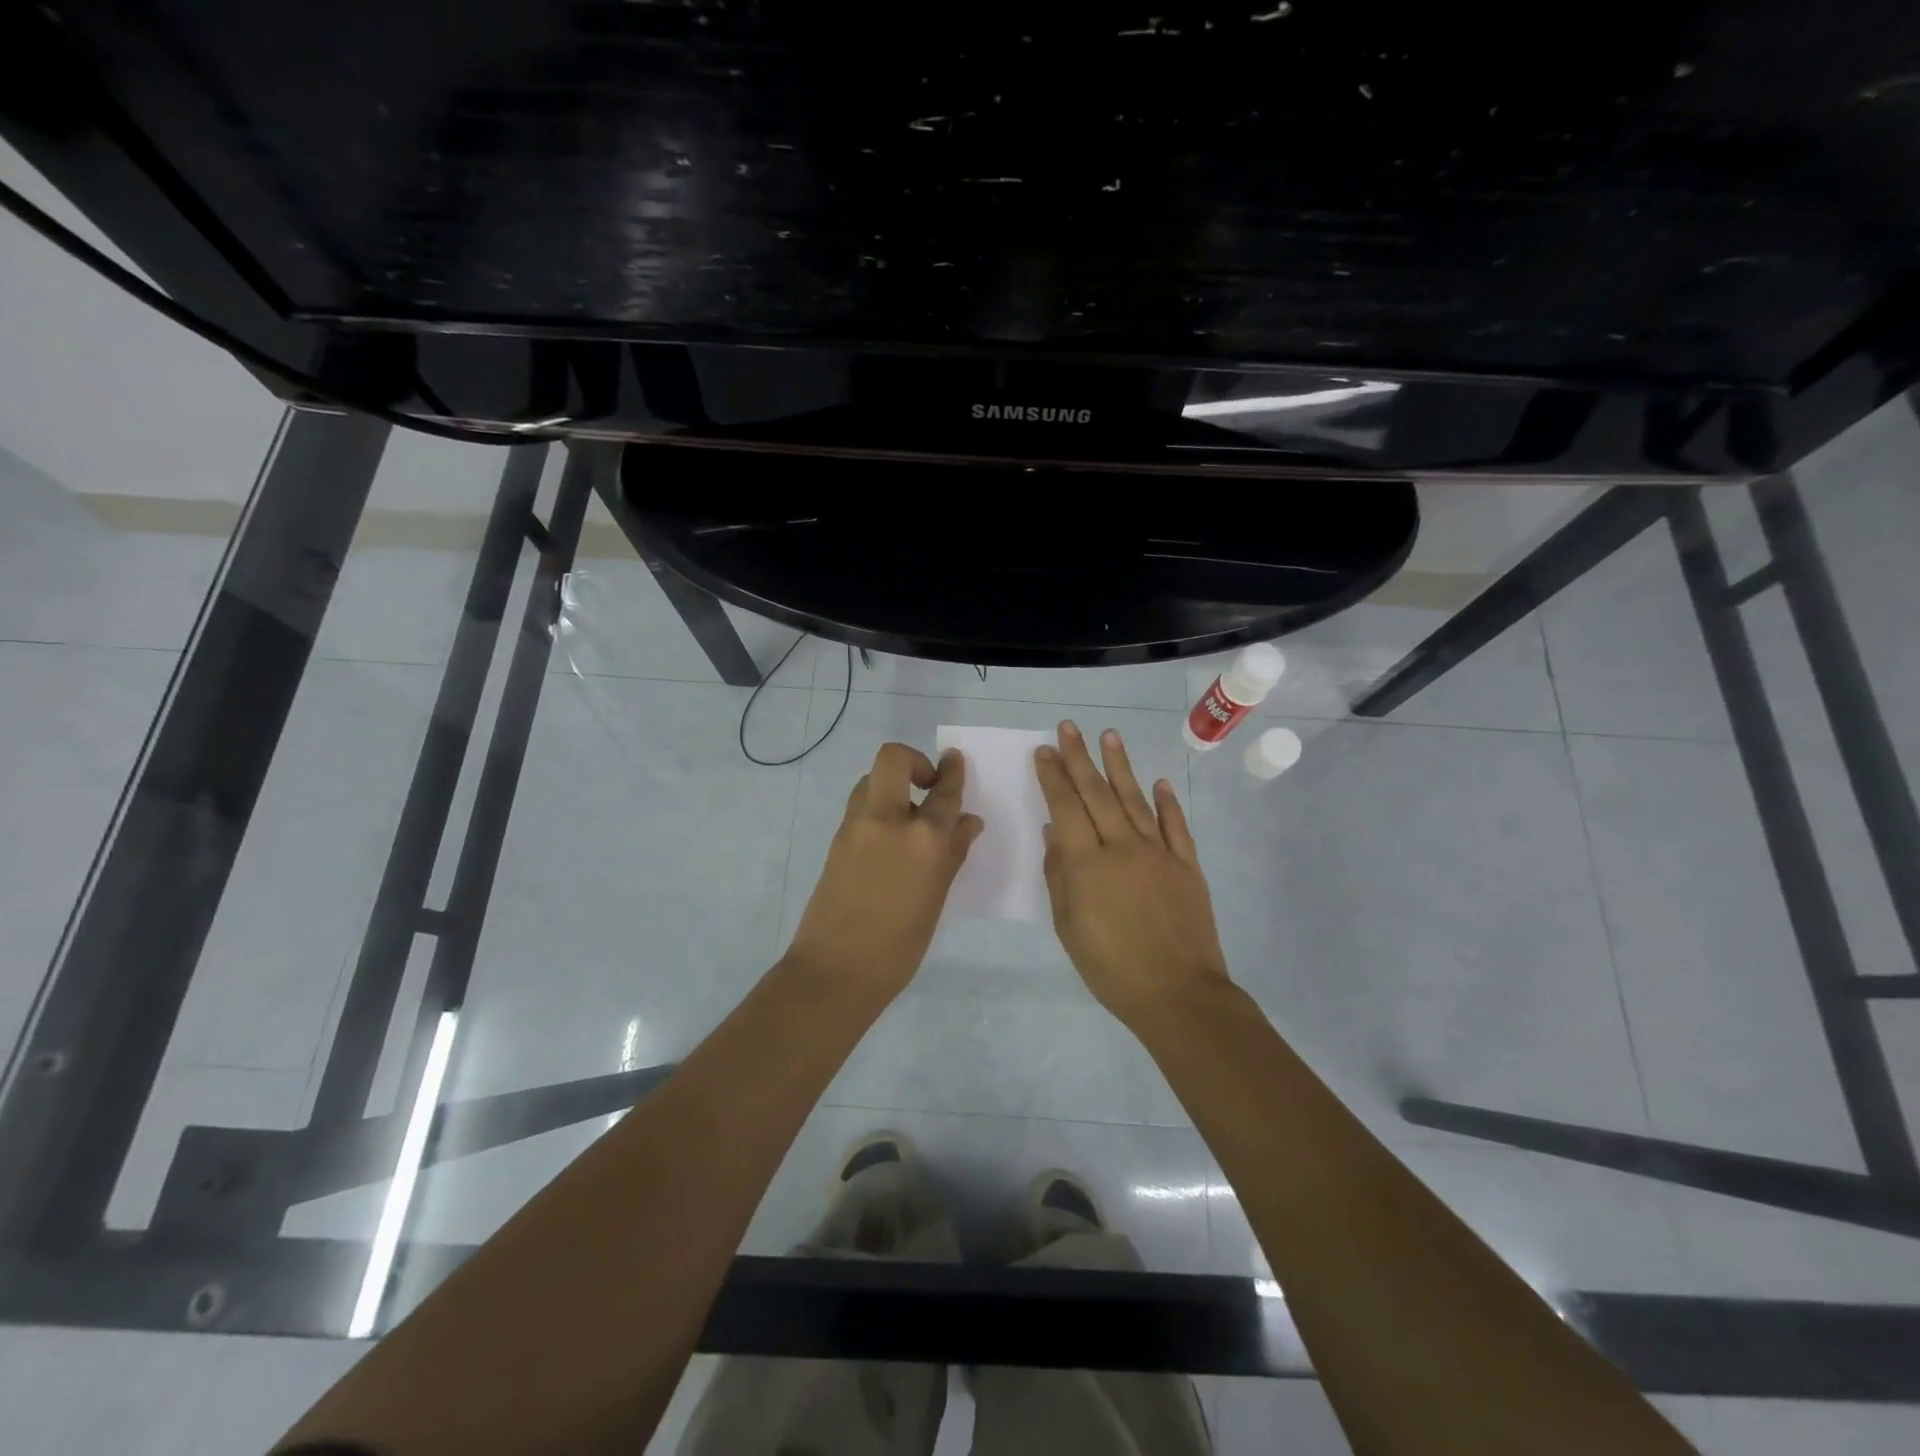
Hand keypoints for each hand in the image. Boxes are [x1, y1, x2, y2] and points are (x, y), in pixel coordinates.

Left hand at [786, 742, 984, 998]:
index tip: (955, 759)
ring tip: (907, 816)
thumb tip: (968, 822)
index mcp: (923, 839)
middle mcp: (888, 820)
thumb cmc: (900, 944)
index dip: (952, 771)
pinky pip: (860, 806)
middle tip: (926, 785)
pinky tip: (888, 839)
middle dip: (913, 760)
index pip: (944, 791)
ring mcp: (856, 826)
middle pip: (894, 759)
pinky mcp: (837, 839)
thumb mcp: (936, 897)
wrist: (837, 969)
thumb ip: (953, 852)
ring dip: (892, 784)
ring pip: (872, 780)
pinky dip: (877, 807)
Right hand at [1035, 721, 1229, 1023]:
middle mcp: (1123, 847)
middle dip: (1079, 758)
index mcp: (1088, 864)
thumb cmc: (1111, 967)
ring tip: (1109, 736)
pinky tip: (1159, 782)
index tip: (1044, 750)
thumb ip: (1060, 875)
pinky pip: (1175, 826)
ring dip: (1120, 766)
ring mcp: (1159, 853)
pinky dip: (1167, 802)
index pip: (1066, 808)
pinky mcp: (1187, 865)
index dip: (1053, 777)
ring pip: (1135, 799)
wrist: (1178, 993)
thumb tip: (1054, 833)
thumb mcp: (1069, 927)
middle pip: (1097, 794)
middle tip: (1068, 727)